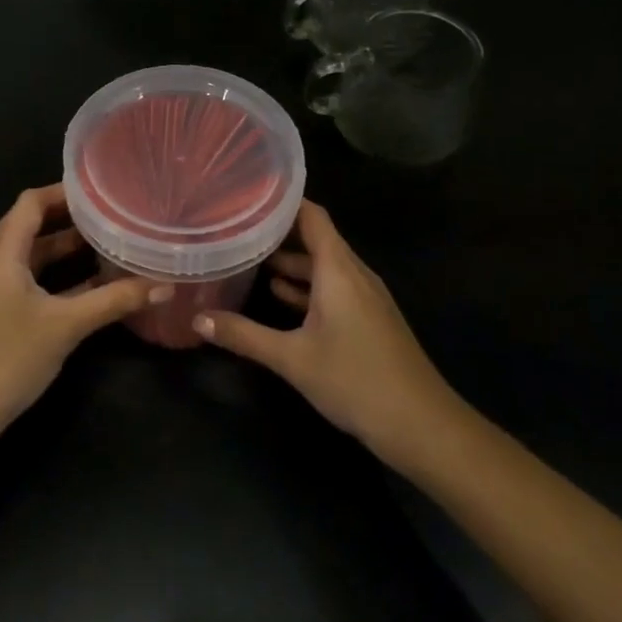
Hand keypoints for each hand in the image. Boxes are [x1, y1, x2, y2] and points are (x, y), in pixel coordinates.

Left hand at [0, 185, 162, 436]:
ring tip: (106, 246)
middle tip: (112, 217)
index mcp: (0, 252)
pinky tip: (87, 289)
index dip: (63, 192)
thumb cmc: (8, 357)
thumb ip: (114, 300)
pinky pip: (24, 281)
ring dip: (63, 252)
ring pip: (29, 257)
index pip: (30, 202)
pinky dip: (53, 278)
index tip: (101, 191)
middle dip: (70, 221)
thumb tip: (165, 285)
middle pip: (30, 227)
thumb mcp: (66, 326)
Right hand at [192, 201, 463, 462]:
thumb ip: (244, 335)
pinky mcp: (369, 318)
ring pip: (323, 265)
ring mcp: (364, 297)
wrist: (423, 426)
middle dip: (277, 230)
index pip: (311, 215)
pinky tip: (278, 295)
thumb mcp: (292, 358)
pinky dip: (306, 285)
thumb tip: (198, 318)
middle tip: (235, 225)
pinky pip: (333, 287)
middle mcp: (353, 274)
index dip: (281, 201)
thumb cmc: (356, 380)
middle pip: (315, 237)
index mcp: (338, 269)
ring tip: (247, 255)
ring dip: (290, 260)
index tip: (246, 194)